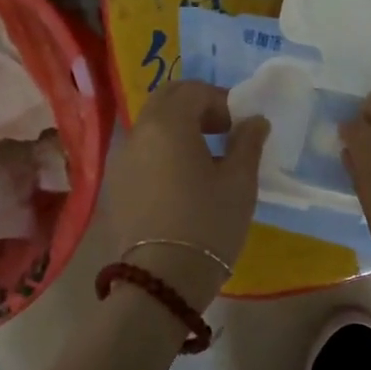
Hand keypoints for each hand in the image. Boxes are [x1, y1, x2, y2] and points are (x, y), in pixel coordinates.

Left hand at [108, 80, 268, 309]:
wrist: (162, 279)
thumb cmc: (208, 223)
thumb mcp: (240, 182)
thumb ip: (248, 142)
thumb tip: (254, 121)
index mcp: (168, 124)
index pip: (194, 90)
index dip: (221, 101)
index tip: (240, 125)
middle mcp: (138, 133)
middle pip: (166, 99)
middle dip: (196, 106)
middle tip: (222, 130)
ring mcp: (121, 159)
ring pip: (150, 125)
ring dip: (178, 127)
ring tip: (204, 156)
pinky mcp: (116, 184)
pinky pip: (141, 151)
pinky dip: (162, 149)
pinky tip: (182, 179)